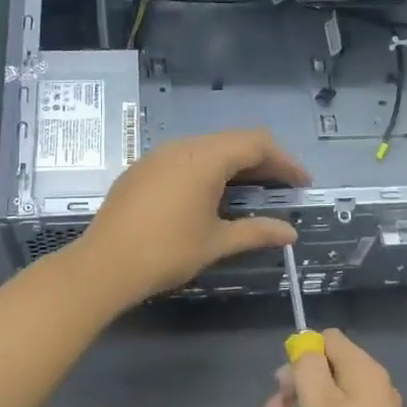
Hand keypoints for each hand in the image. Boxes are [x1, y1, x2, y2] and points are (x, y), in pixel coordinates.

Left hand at [73, 129, 309, 306]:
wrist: (104, 265)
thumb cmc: (167, 251)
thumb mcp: (217, 242)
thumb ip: (256, 231)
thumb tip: (290, 233)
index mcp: (205, 158)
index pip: (256, 144)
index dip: (285, 161)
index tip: (302, 184)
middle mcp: (182, 147)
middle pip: (232, 142)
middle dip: (262, 163)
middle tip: (282, 189)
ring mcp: (157, 156)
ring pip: (206, 149)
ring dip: (233, 166)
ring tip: (250, 193)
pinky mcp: (141, 170)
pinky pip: (183, 159)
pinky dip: (206, 171)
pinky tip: (209, 197)